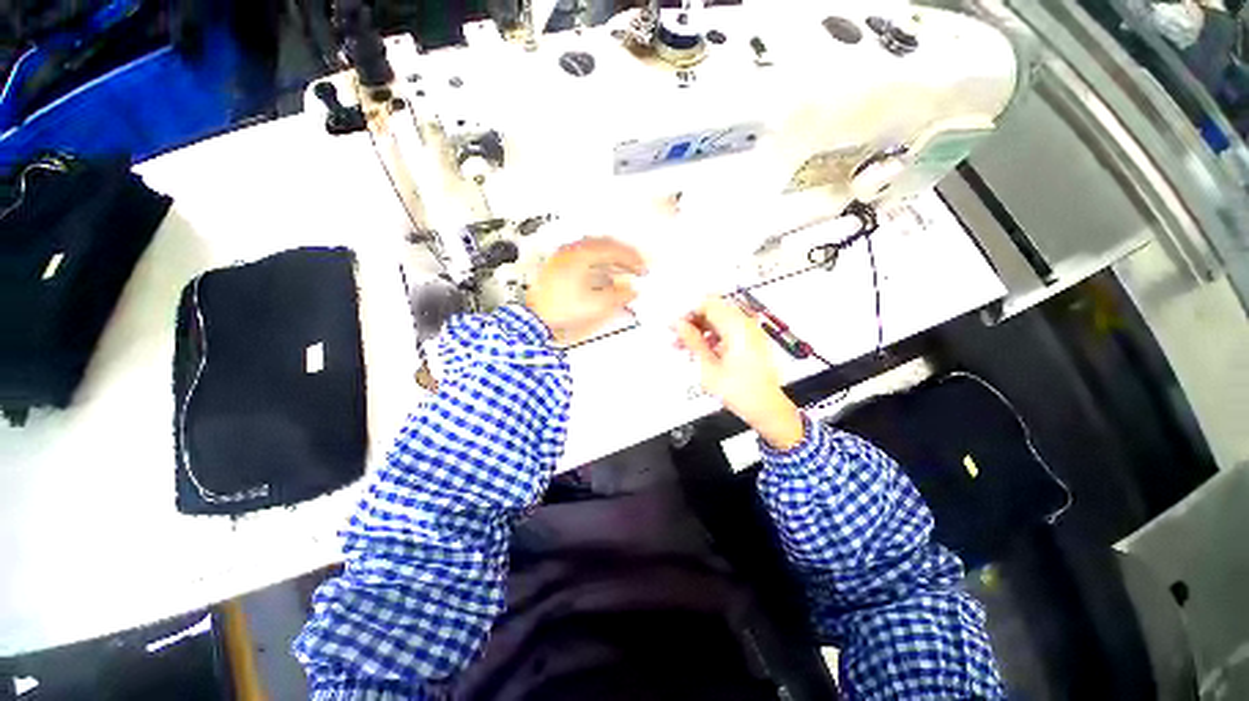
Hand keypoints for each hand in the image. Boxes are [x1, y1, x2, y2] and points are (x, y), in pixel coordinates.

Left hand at [525, 237, 645, 344]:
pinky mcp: (559, 266)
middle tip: (636, 264)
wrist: (536, 319)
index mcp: (581, 255)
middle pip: (604, 245)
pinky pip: (585, 257)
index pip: (614, 250)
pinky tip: (603, 273)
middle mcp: (571, 251)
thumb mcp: (596, 304)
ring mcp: (563, 257)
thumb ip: (618, 295)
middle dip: (623, 255)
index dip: (632, 259)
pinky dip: (599, 263)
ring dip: (611, 258)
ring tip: (623, 269)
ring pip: (594, 250)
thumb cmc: (559, 309)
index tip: (643, 268)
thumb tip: (631, 291)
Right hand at [673, 297, 804, 450]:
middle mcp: (746, 325)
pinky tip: (698, 352)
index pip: (708, 304)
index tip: (674, 324)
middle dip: (692, 322)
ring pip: (719, 322)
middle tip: (676, 336)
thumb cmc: (739, 391)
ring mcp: (750, 333)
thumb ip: (692, 341)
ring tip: (683, 347)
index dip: (688, 311)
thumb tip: (678, 325)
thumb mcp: (708, 367)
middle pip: (713, 311)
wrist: (766, 409)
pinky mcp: (750, 343)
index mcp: (737, 327)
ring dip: (700, 331)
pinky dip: (711, 338)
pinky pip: (727, 332)